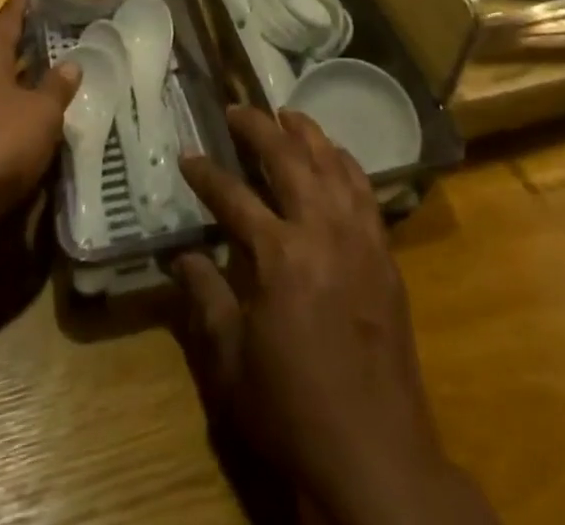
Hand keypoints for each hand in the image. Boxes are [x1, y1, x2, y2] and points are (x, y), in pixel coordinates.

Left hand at [0, 0, 78, 273]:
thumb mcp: (40, 113)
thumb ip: (56, 88)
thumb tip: (70, 64)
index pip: (8, 17)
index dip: (26, 3)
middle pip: (1, 52)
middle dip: (30, 47)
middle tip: (65, 38)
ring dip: (22, 87)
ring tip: (56, 85)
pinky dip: (11, 120)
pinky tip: (34, 131)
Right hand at [174, 108, 495, 524]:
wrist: (375, 455)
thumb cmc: (292, 409)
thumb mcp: (231, 361)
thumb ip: (205, 297)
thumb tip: (180, 255)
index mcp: (278, 256)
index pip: (233, 196)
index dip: (206, 174)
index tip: (187, 155)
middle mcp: (321, 231)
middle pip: (288, 159)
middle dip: (258, 128)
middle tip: (236, 109)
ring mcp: (359, 238)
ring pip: (332, 164)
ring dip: (307, 134)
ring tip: (285, 114)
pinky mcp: (384, 254)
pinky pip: (365, 191)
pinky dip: (345, 163)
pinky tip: (334, 156)